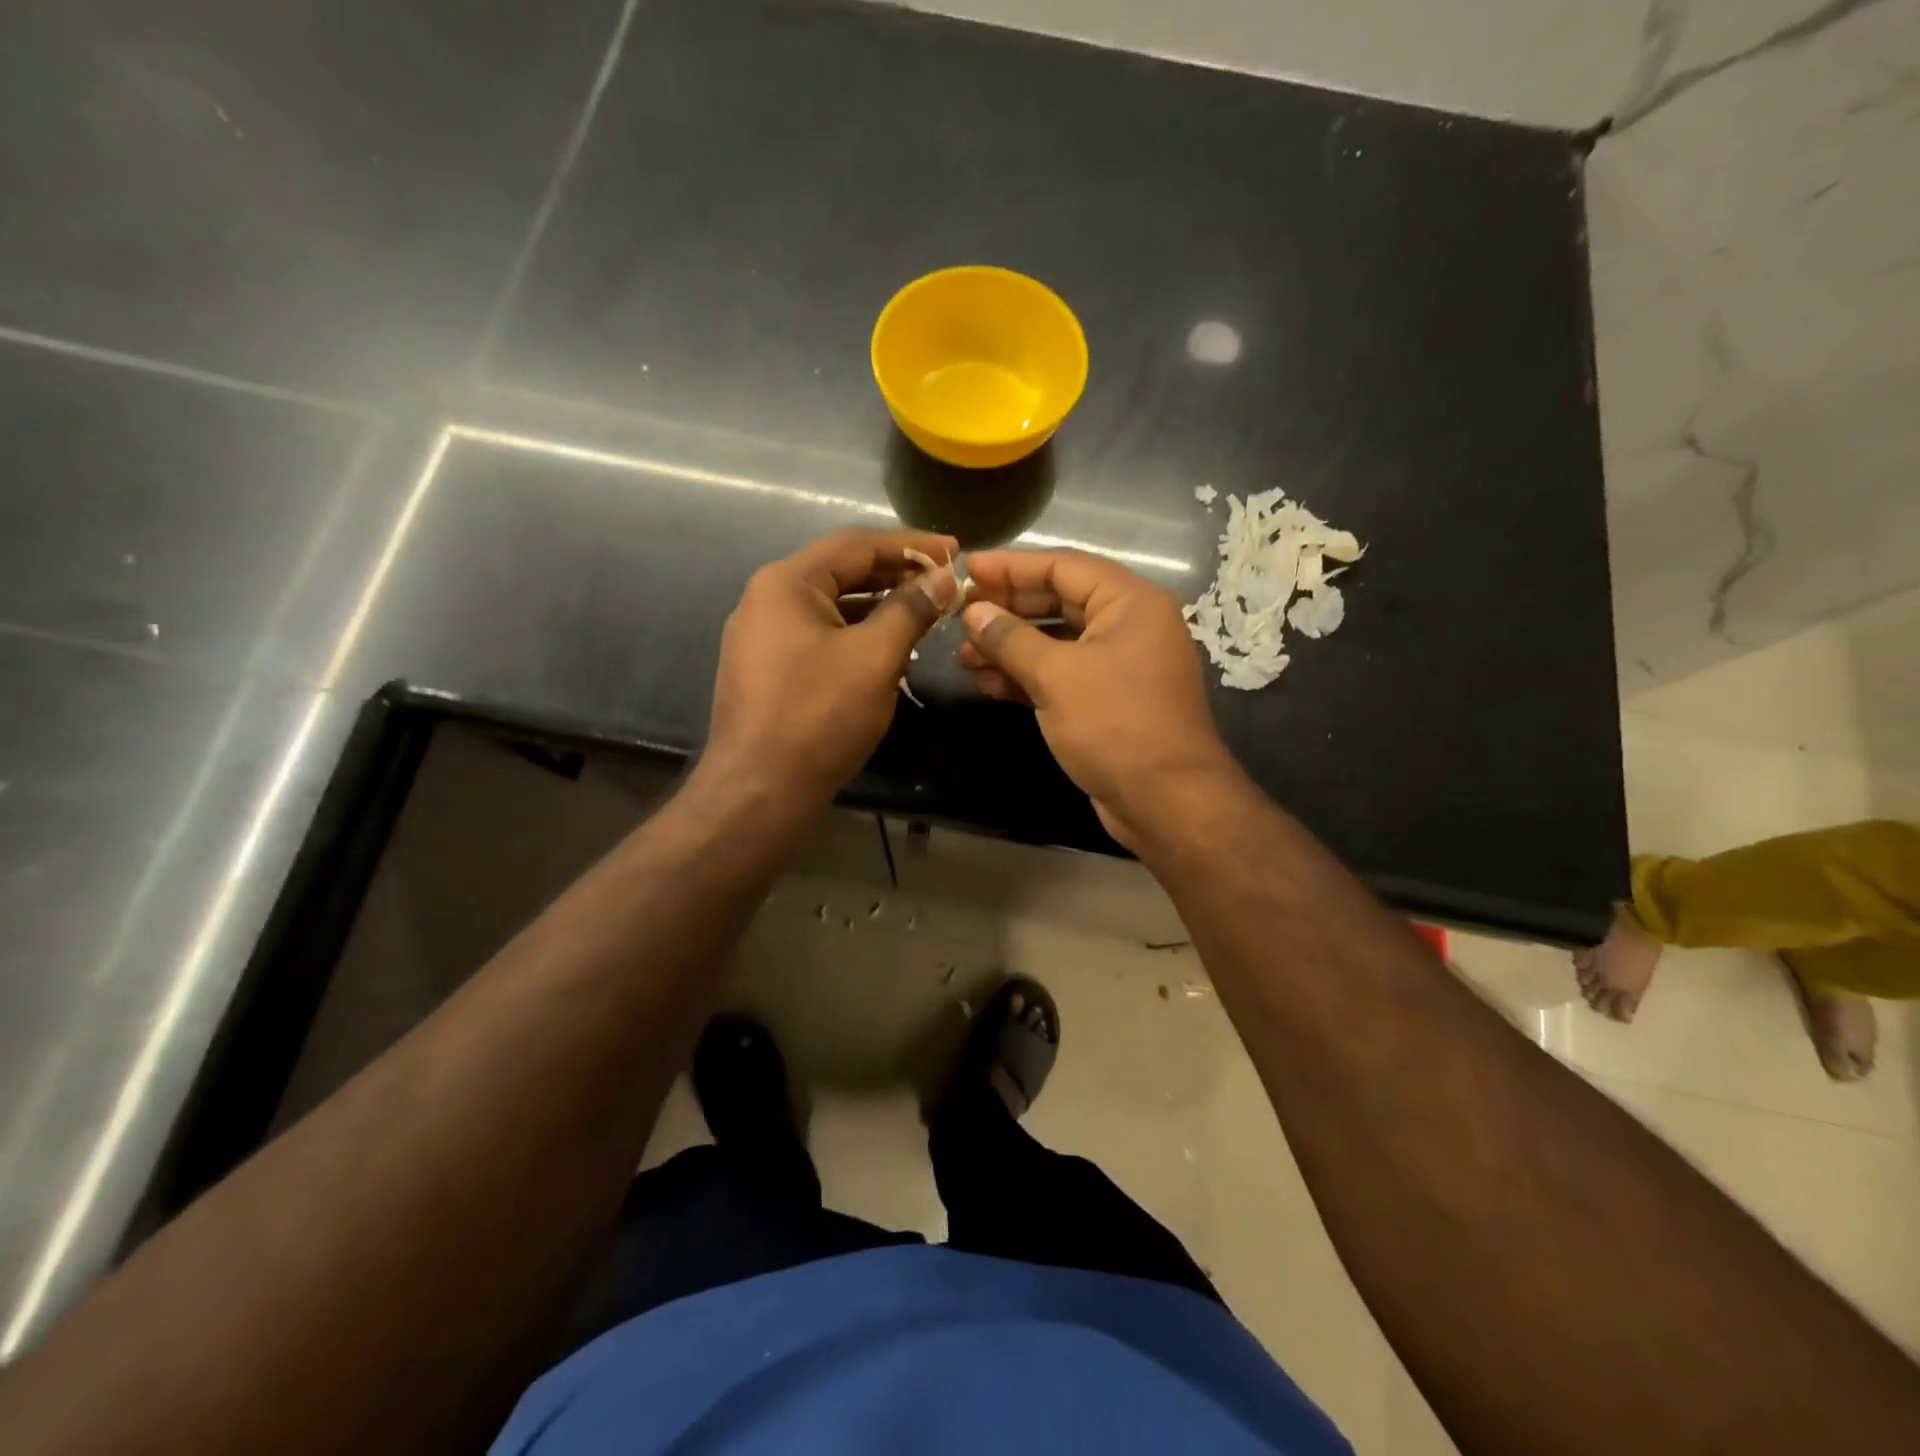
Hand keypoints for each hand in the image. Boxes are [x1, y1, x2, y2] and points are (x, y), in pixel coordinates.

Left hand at [702, 528, 958, 809]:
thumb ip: (910, 610)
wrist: (758, 791)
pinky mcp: (765, 669)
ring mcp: (761, 636)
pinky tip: (886, 648)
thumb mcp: (874, 658)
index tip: (954, 551)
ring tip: (923, 613)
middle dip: (894, 574)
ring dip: (878, 606)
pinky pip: (818, 635)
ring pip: (831, 606)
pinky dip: (855, 633)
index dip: (910, 544)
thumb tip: (942, 578)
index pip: (856, 544)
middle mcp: (766, 599)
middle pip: (840, 571)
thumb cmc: (819, 717)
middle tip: (943, 583)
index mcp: (787, 583)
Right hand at [959, 550, 1236, 847]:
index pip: (1062, 567)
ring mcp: (1119, 666)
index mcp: (1129, 603)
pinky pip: (1062, 676)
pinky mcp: (1107, 702)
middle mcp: (1128, 626)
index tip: (968, 568)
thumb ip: (1011, 639)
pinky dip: (1027, 677)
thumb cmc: (1114, 725)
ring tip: (964, 655)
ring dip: (1010, 648)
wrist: (1165, 801)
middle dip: (1008, 611)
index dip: (1011, 567)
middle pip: (1058, 602)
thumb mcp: (1056, 676)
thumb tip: (973, 612)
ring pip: (1056, 643)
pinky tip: (988, 683)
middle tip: (960, 614)